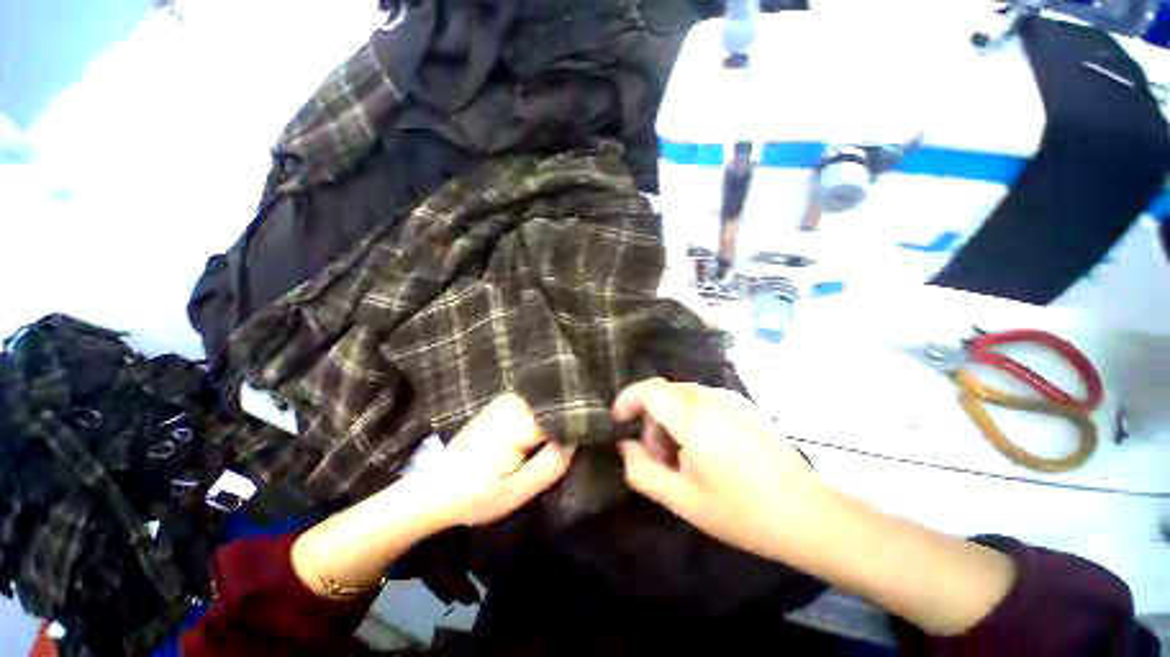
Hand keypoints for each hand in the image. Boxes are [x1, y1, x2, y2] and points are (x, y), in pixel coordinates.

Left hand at [419, 393, 575, 528]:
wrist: (433, 489)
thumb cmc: (476, 495)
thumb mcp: (518, 490)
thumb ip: (552, 464)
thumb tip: (576, 440)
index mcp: (521, 419)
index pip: (565, 415)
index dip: (579, 429)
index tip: (589, 443)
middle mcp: (516, 400)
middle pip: (557, 407)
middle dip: (568, 424)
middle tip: (572, 449)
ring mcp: (508, 398)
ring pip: (547, 405)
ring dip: (556, 422)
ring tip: (558, 444)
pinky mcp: (503, 403)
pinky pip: (535, 406)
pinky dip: (544, 418)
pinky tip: (540, 437)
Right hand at [615, 379, 1015, 636]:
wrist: (809, 515)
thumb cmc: (743, 512)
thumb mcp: (683, 500)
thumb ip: (643, 471)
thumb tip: (625, 447)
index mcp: (695, 418)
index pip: (650, 389)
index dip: (628, 399)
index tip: (618, 420)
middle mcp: (712, 398)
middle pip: (665, 392)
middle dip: (650, 419)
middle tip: (657, 457)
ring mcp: (732, 399)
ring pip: (683, 396)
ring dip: (670, 420)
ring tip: (682, 459)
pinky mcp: (745, 406)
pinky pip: (703, 401)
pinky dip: (690, 418)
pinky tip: (705, 450)